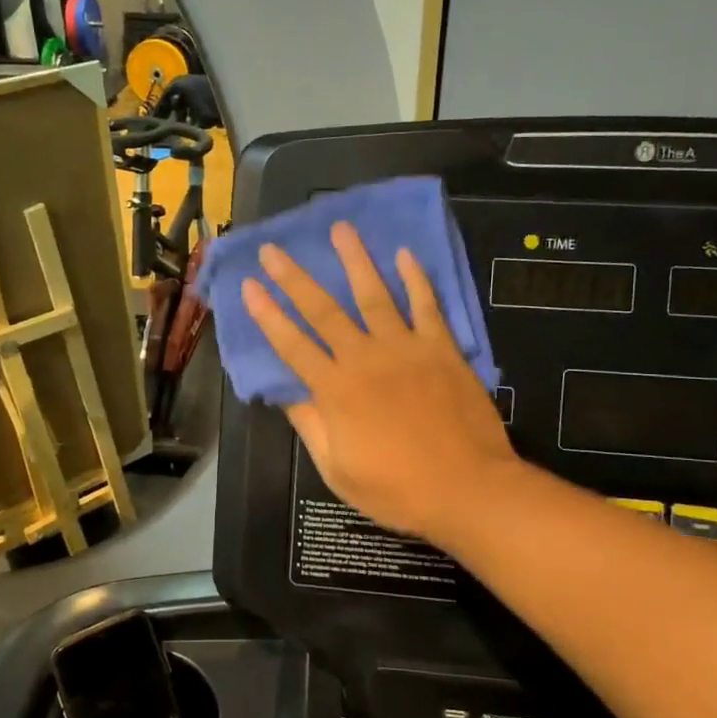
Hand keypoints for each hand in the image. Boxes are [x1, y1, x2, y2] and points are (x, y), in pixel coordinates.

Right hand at [242, 223, 518, 544]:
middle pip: (324, 311)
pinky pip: (427, 306)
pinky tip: (406, 255)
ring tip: (341, 228)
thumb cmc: (397, 489)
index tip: (249, 285)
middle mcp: (365, 358)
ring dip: (355, 261)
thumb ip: (312, 426)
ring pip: (375, 295)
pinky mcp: (442, 349)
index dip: (267, 314)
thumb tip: (288, 393)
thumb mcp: (338, 470)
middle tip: (275, 248)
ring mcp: (406, 349)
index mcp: (336, 390)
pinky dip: (416, 279)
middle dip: (295, 278)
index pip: (292, 345)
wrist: (467, 489)